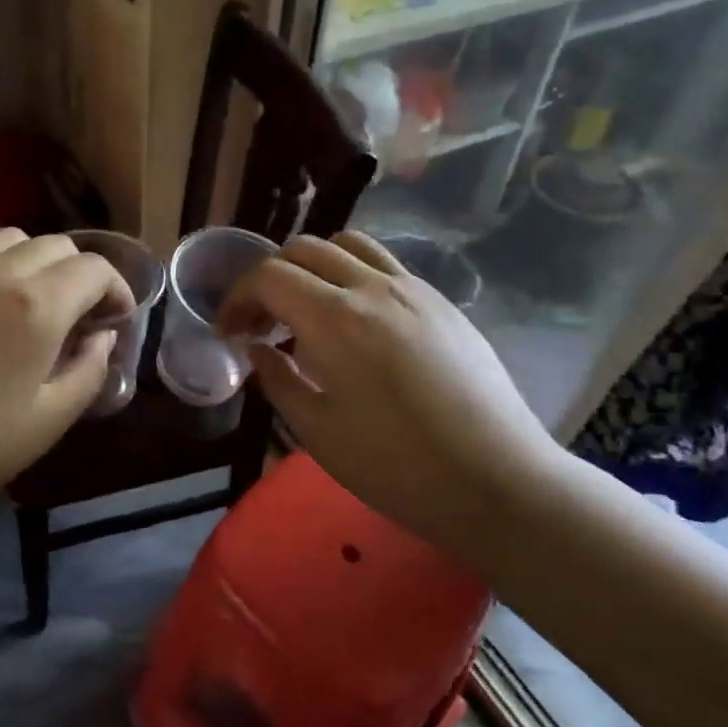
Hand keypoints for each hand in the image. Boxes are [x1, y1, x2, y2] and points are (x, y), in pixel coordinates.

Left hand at [0, 229, 130, 524]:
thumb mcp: (46, 423)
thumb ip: (88, 372)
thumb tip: (103, 338)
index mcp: (35, 307)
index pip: (93, 268)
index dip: (116, 289)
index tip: (116, 322)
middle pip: (56, 245)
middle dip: (82, 274)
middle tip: (81, 318)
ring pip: (12, 239)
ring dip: (38, 262)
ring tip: (36, 306)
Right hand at [218, 231, 569, 546]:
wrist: (497, 481)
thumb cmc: (397, 466)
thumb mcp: (317, 432)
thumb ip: (277, 381)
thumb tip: (257, 350)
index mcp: (335, 319)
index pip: (269, 276)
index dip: (238, 298)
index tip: (230, 333)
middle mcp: (373, 288)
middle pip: (304, 249)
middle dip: (270, 279)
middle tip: (262, 324)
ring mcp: (414, 289)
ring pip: (348, 245)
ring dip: (313, 267)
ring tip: (307, 312)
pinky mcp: (442, 302)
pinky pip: (385, 266)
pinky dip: (352, 276)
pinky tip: (356, 323)